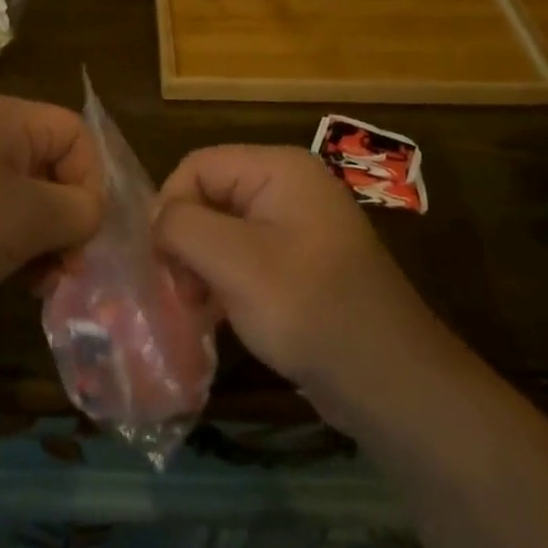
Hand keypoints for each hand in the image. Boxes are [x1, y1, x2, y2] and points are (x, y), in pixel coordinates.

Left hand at [0, 95, 103, 321]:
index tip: (80, 232)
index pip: (77, 134)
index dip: (91, 182)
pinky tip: (0, 277)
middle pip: (52, 167)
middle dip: (65, 219)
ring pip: (23, 197)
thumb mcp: (26, 219)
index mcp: (6, 119)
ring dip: (39, 239)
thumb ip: (77, 211)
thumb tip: (89, 213)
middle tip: (62, 269)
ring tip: (33, 283)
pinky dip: (6, 244)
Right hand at [154, 146, 458, 423]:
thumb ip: (182, 227)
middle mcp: (288, 187)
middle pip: (208, 196)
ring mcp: (297, 226)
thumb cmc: (309, 309)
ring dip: (200, 267)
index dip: (170, 207)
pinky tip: (215, 316)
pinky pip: (244, 258)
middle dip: (185, 241)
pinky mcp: (299, 264)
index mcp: (279, 168)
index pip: (197, 166)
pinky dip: (222, 282)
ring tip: (195, 309)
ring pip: (222, 231)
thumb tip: (157, 222)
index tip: (161, 261)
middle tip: (178, 291)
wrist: (390, 382)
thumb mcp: (235, 261)